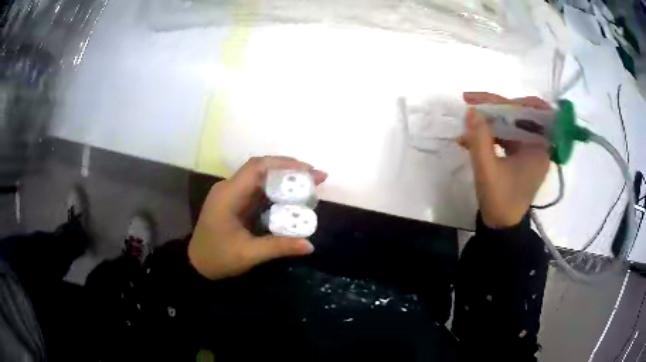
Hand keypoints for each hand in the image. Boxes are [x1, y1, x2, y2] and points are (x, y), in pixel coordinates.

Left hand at [188, 156, 327, 279]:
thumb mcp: (248, 254)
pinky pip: (258, 190)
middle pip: (261, 169)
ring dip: (284, 179)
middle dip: (289, 170)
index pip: (257, 168)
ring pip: (261, 178)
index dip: (283, 164)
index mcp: (228, 195)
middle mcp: (229, 188)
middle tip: (316, 177)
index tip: (308, 170)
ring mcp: (231, 193)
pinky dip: (276, 191)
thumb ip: (279, 247)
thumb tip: (310, 246)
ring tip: (310, 184)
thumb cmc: (218, 258)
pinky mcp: (235, 201)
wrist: (196, 264)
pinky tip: (292, 197)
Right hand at [459, 92, 550, 228]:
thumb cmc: (500, 201)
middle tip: (471, 102)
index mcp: (540, 148)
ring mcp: (530, 150)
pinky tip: (472, 136)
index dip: (512, 101)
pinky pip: (508, 135)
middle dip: (496, 107)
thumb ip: (480, 140)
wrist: (501, 226)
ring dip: (490, 118)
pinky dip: (491, 132)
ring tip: (468, 117)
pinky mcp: (521, 155)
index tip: (488, 99)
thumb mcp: (487, 171)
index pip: (532, 112)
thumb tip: (471, 110)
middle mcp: (539, 145)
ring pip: (512, 123)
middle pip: (521, 114)